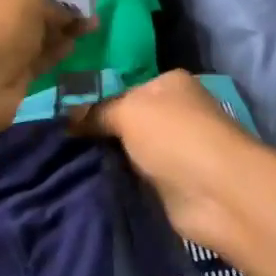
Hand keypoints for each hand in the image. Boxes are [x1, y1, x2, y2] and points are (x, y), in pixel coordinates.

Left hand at [0, 0, 94, 141]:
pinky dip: (56, 50)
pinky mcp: (14, 70)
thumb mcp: (28, 2)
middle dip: (62, 8)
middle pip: (33, 7)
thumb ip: (52, 3)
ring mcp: (3, 44)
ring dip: (64, 29)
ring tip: (92, 27)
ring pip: (39, 32)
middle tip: (90, 10)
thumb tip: (67, 13)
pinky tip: (74, 45)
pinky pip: (40, 55)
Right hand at [78, 70, 260, 252]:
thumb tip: (67, 117)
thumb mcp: (127, 111)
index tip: (63, 115)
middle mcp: (176, 112)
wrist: (215, 192)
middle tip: (59, 139)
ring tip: (65, 161)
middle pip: (128, 120)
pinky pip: (136, 177)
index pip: (125, 87)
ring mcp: (175, 149)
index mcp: (170, 83)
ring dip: (108, 158)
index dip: (97, 100)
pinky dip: (120, 181)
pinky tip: (89, 182)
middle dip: (100, 131)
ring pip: (130, 150)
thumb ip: (96, 112)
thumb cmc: (174, 135)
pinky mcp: (173, 183)